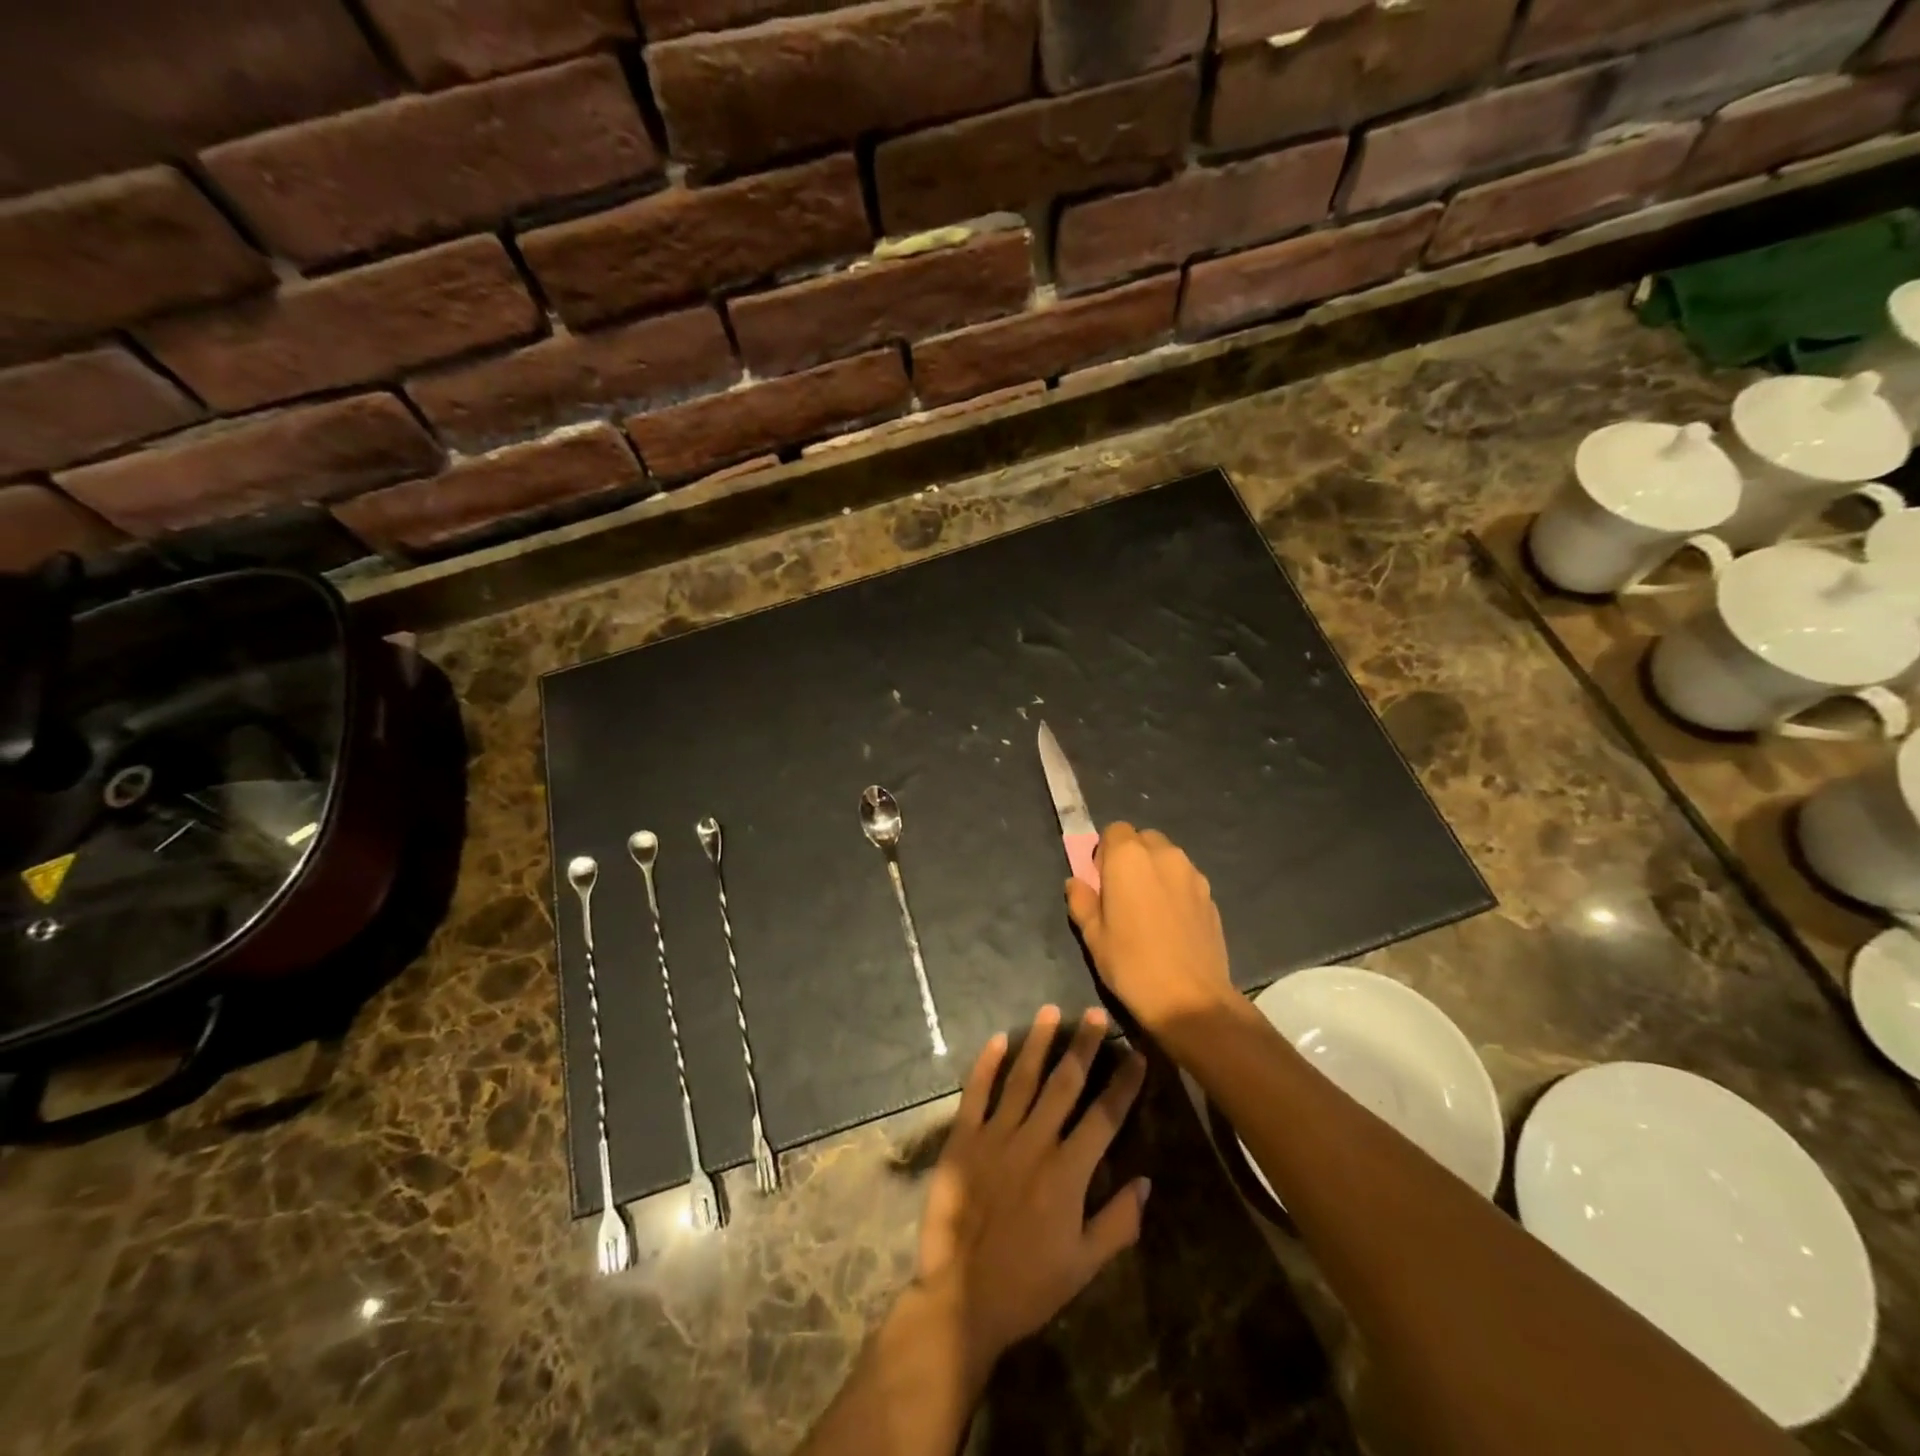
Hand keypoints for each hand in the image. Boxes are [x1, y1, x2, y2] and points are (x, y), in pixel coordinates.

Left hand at [916, 1005, 1149, 1370]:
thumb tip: (1145, 1181)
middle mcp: (1035, 1142)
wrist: (962, 1297)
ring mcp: (996, 1136)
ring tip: (1052, 1011)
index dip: (1123, 1084)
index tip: (1137, 1054)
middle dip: (1084, 1047)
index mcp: (1068, 1171)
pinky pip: (976, 1093)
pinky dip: (987, 1064)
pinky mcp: (963, 1139)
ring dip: (1039, 1043)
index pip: (1105, 1116)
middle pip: (1065, 1084)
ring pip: (1022, 1078)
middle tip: (1096, 1014)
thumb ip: (1118, 1222)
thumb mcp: (1084, 1265)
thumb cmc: (1029, 1284)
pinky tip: (998, 1038)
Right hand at [1065, 823, 1232, 1032]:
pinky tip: (1171, 924)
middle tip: (1122, 893)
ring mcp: (1193, 874)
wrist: (1191, 1000)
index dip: (1105, 852)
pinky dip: (1175, 889)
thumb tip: (1076, 883)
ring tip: (1148, 910)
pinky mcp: (1211, 896)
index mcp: (1128, 857)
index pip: (1114, 830)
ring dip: (1155, 871)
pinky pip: (1186, 880)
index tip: (1101, 881)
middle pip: (1143, 839)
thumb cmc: (1131, 964)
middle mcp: (1164, 855)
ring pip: (1167, 858)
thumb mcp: (1092, 936)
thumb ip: (1081, 901)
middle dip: (1131, 857)